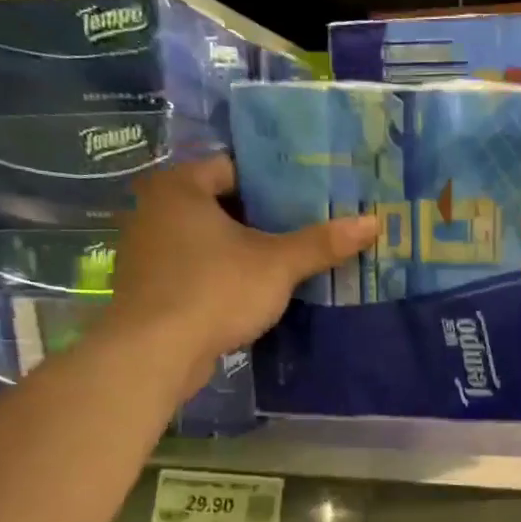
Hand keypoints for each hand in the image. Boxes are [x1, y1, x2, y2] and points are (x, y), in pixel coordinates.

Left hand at [104, 157, 376, 388]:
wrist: (154, 353)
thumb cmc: (214, 290)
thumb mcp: (277, 265)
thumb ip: (321, 243)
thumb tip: (373, 222)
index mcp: (179, 187)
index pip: (233, 167)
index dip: (273, 181)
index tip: (308, 196)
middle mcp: (154, 210)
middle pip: (221, 204)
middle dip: (261, 218)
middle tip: (305, 227)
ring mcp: (147, 251)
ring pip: (206, 240)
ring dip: (241, 249)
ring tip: (285, 260)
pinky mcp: (149, 288)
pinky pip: (194, 268)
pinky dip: (221, 274)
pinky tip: (251, 291)